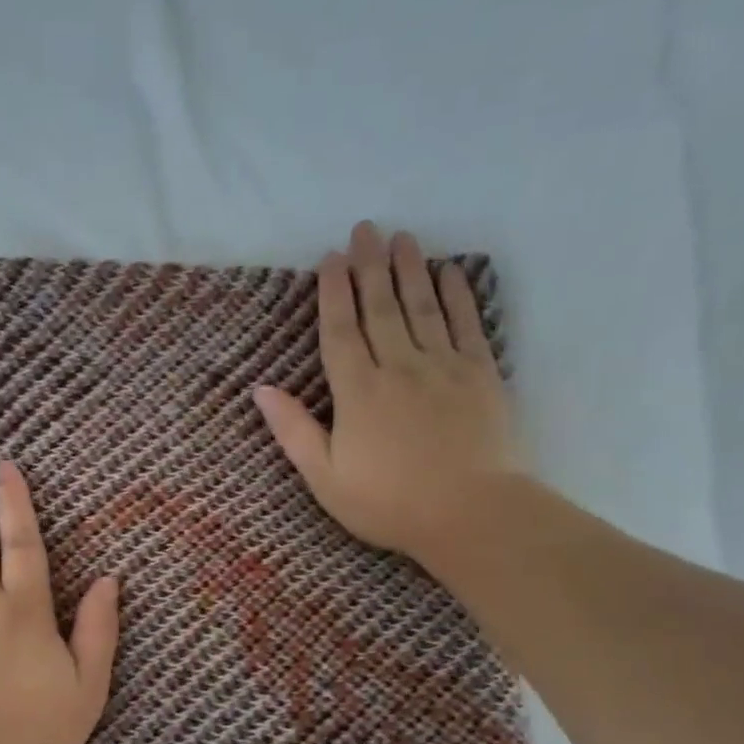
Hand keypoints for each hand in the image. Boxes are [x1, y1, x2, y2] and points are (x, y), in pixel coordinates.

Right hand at [253, 221, 528, 569]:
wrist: (471, 514)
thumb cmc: (389, 503)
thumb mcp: (326, 478)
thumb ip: (295, 431)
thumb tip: (262, 390)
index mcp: (358, 393)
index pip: (341, 332)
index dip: (333, 294)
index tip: (331, 259)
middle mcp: (399, 367)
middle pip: (381, 308)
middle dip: (370, 266)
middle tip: (365, 229)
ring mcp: (444, 367)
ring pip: (423, 307)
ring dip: (410, 269)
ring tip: (402, 237)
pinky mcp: (482, 375)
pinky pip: (467, 324)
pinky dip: (459, 295)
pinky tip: (450, 272)